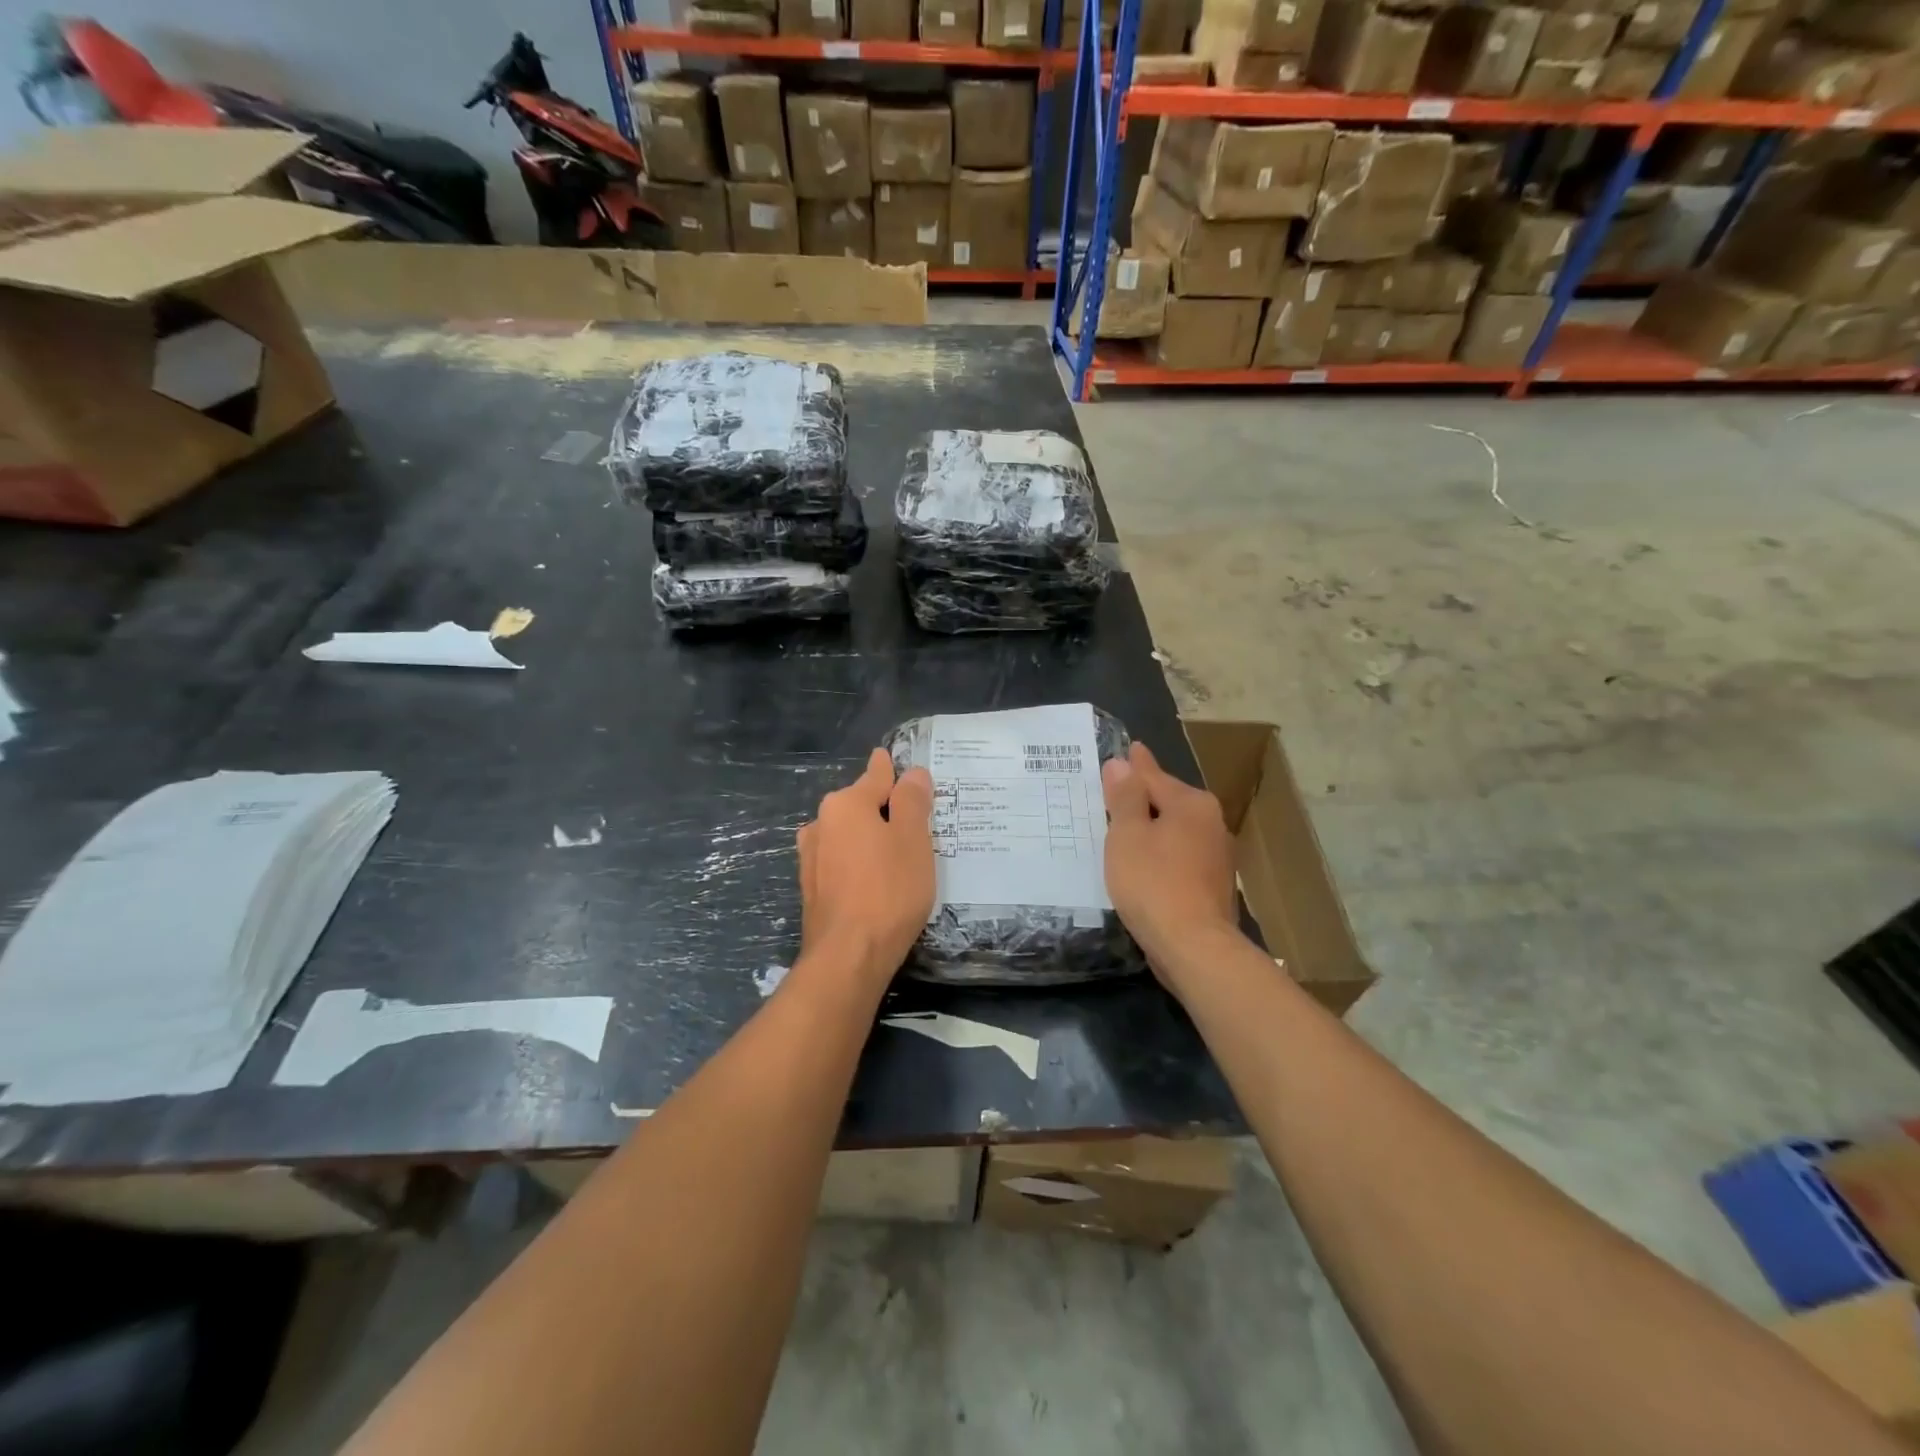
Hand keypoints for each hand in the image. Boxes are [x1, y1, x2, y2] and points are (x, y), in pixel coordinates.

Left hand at [795, 749, 934, 991]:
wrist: (848, 956)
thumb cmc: (888, 890)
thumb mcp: (913, 839)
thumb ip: (912, 801)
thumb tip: (911, 773)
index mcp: (845, 804)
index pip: (875, 775)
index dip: (893, 771)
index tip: (896, 763)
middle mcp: (821, 824)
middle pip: (860, 806)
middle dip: (884, 810)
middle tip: (916, 822)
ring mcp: (811, 858)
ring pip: (849, 836)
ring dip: (870, 839)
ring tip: (898, 855)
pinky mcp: (812, 889)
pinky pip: (842, 863)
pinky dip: (859, 863)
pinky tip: (876, 882)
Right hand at [1102, 743, 1238, 979]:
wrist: (1194, 946)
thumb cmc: (1153, 882)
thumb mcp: (1127, 835)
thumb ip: (1124, 797)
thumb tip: (1122, 763)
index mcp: (1192, 804)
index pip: (1153, 776)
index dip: (1132, 766)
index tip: (1126, 750)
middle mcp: (1211, 823)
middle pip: (1167, 803)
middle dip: (1141, 799)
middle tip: (1113, 794)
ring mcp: (1217, 857)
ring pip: (1174, 832)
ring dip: (1151, 830)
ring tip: (1123, 831)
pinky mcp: (1213, 886)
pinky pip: (1179, 858)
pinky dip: (1160, 856)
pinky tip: (1143, 867)